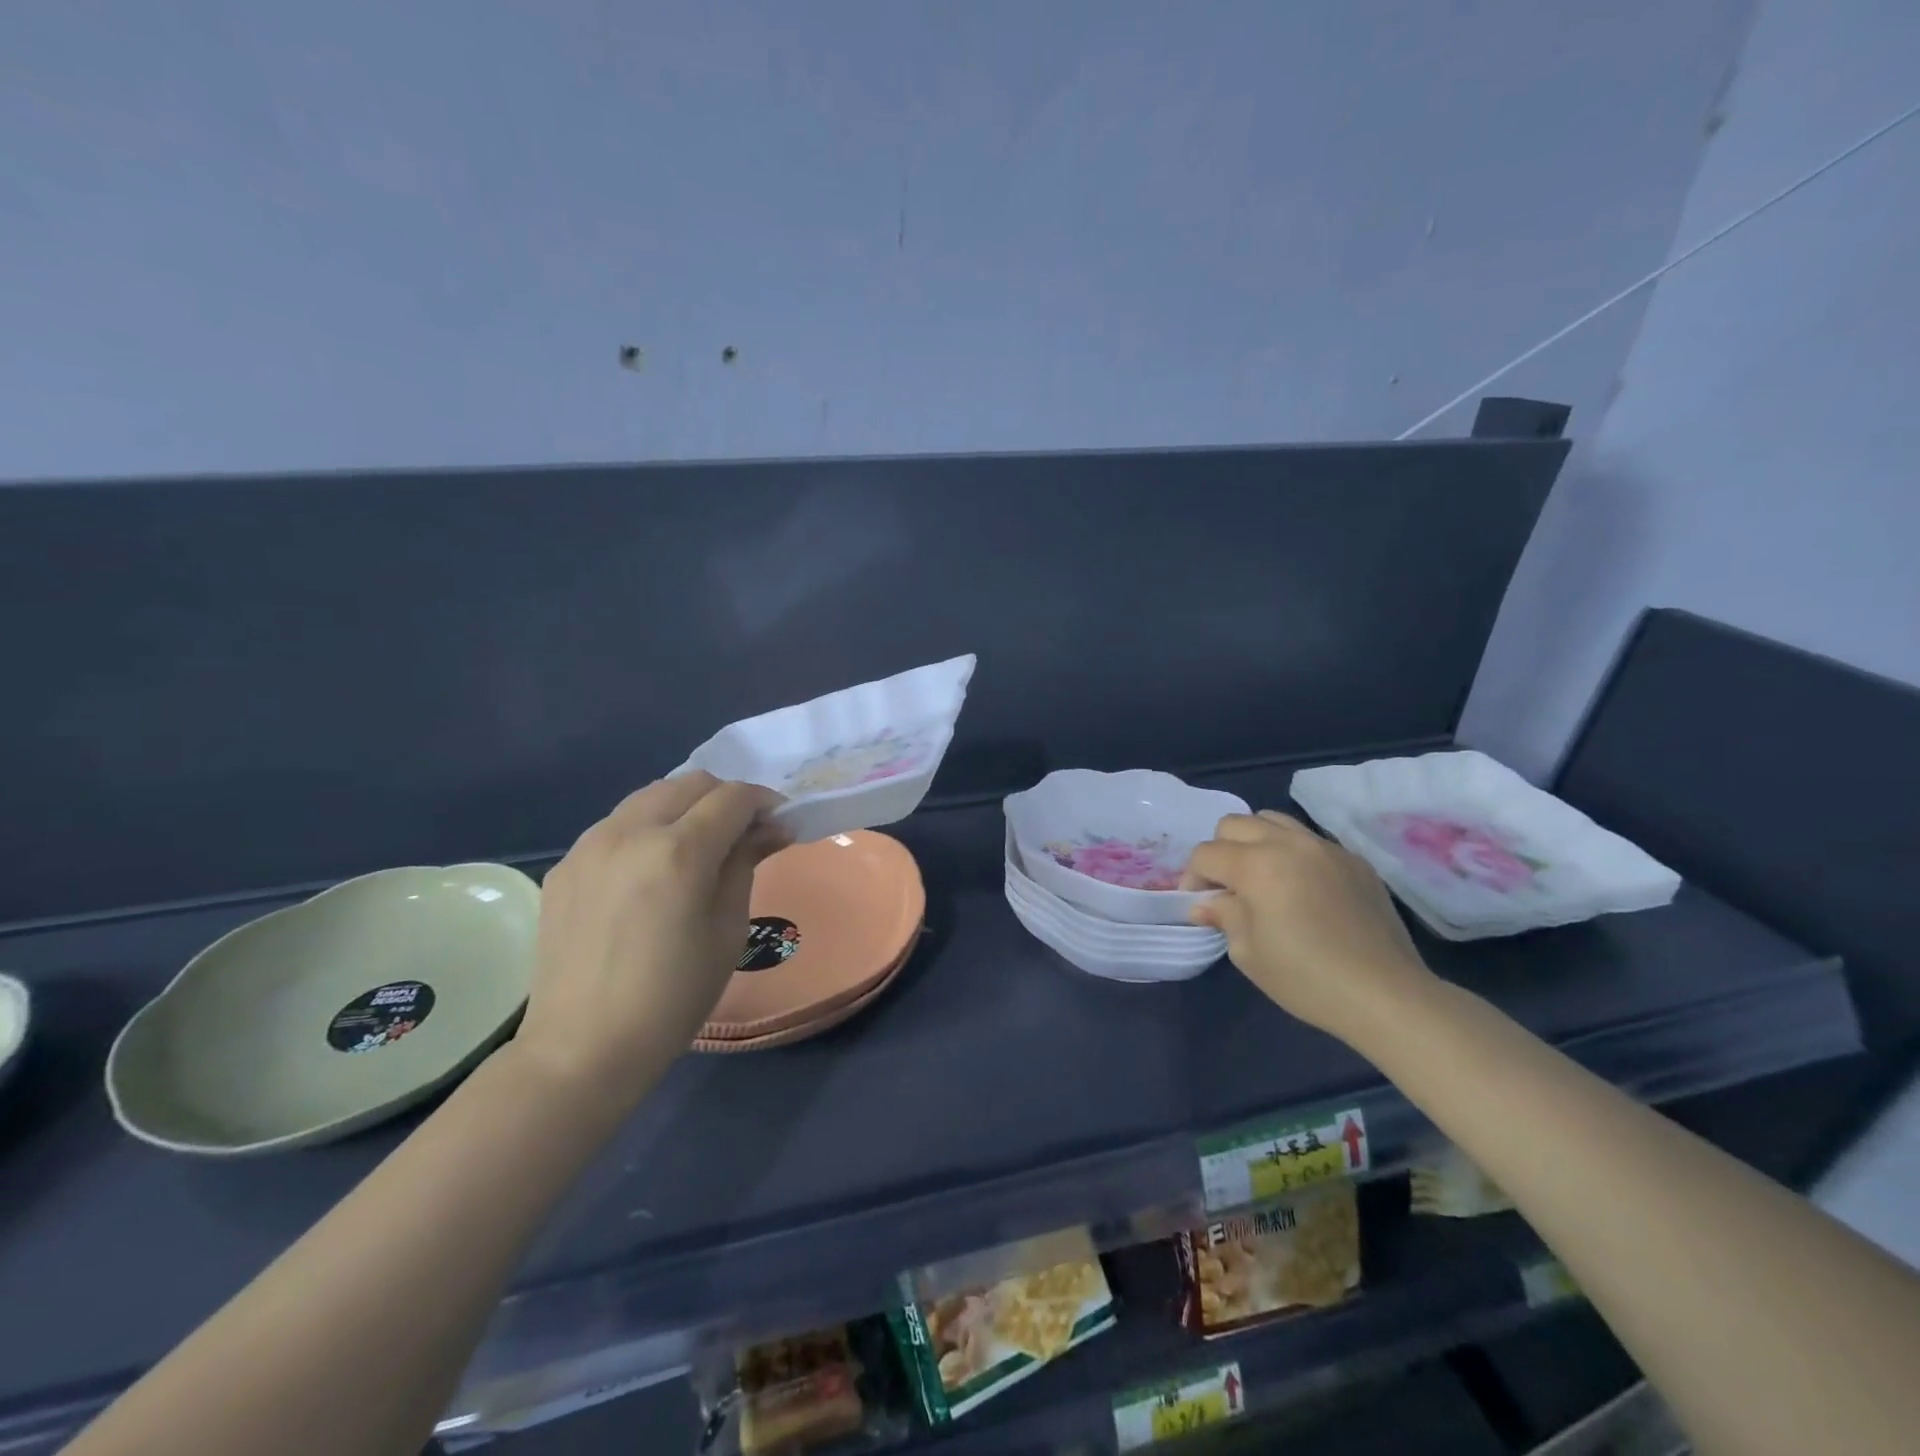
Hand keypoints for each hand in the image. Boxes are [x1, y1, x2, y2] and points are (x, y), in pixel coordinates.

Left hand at [513, 772, 788, 1111]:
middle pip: (690, 783)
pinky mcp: (565, 865)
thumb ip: (745, 863)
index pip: (733, 797)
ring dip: (684, 808)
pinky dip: (646, 830)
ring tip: (696, 846)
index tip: (779, 822)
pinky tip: (650, 872)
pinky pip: (616, 826)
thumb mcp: (728, 929)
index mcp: (679, 851)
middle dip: (725, 798)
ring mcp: (589, 845)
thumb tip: (770, 827)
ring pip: (649, 796)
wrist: (582, 1047)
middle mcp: (630, 832)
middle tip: (742, 833)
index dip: (764, 802)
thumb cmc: (674, 996)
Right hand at [1184, 811, 1437, 1041]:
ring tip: (1262, 879)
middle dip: (1220, 852)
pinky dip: (1292, 854)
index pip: (1206, 854)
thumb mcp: (1248, 953)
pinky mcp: (1354, 860)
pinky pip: (1309, 840)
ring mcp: (1325, 847)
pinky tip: (1302, 891)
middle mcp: (1289, 843)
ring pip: (1272, 820)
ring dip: (1254, 843)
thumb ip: (1223, 915)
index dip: (1193, 879)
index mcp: (1257, 865)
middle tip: (1227, 889)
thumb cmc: (1307, 978)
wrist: (1386, 994)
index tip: (1199, 906)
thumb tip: (1207, 903)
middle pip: (1234, 824)